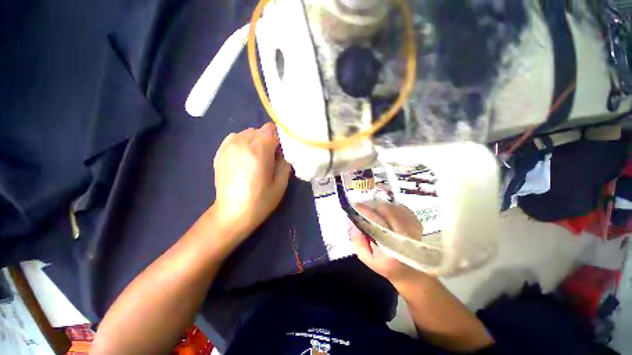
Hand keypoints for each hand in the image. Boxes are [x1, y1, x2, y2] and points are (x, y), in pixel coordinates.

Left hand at [212, 123, 291, 243]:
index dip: (280, 136)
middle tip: (273, 156)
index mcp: (258, 151)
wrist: (232, 214)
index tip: (283, 149)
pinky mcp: (219, 152)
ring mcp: (227, 146)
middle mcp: (241, 143)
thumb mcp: (281, 183)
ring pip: (248, 133)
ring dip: (257, 141)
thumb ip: (285, 161)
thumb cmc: (260, 201)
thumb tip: (283, 151)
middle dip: (269, 140)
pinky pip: (236, 138)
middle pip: (260, 130)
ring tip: (258, 158)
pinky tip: (246, 158)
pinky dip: (244, 143)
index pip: (271, 129)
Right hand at [350, 203, 429, 285]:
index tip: (355, 206)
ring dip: (381, 206)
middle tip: (364, 207)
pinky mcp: (417, 224)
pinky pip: (402, 208)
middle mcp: (404, 237)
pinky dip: (392, 207)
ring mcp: (413, 229)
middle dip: (372, 206)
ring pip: (394, 208)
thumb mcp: (366, 258)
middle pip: (386, 211)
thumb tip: (352, 221)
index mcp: (389, 249)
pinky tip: (386, 212)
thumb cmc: (386, 266)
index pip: (375, 222)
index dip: (364, 211)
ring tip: (374, 210)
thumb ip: (357, 240)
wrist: (413, 273)